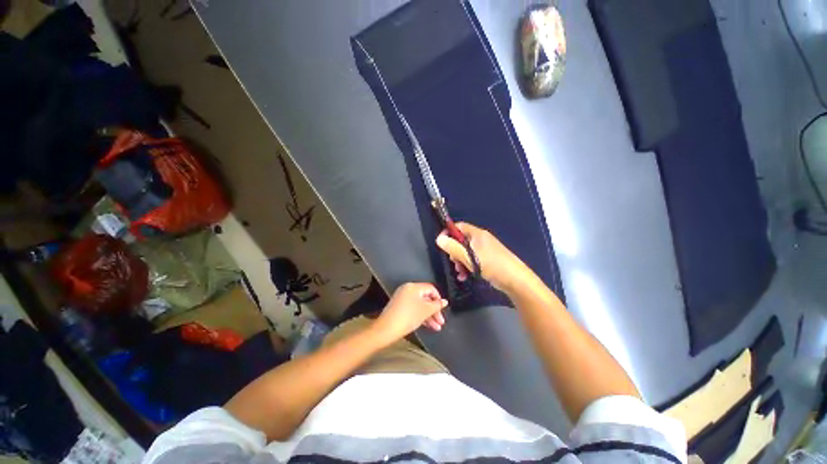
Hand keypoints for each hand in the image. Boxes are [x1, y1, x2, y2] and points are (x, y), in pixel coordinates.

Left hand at [373, 283, 447, 341]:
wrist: (386, 329)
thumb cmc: (408, 317)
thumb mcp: (425, 311)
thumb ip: (437, 305)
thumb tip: (445, 301)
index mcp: (413, 287)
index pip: (431, 289)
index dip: (438, 299)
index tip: (443, 310)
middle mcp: (407, 290)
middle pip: (425, 298)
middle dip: (434, 311)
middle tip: (441, 322)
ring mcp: (402, 298)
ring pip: (420, 305)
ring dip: (429, 316)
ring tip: (436, 328)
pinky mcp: (399, 307)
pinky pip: (413, 309)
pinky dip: (421, 316)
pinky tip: (428, 326)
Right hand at [436, 222, 529, 292]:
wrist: (515, 279)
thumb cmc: (491, 265)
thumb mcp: (469, 257)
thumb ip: (453, 248)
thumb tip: (439, 239)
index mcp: (477, 234)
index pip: (458, 227)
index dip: (448, 233)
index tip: (442, 244)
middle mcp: (480, 239)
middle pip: (461, 241)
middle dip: (454, 252)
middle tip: (454, 262)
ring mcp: (485, 250)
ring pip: (466, 252)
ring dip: (460, 262)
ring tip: (461, 272)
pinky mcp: (487, 259)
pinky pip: (472, 260)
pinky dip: (467, 266)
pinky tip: (466, 276)